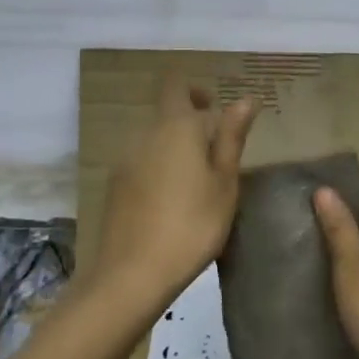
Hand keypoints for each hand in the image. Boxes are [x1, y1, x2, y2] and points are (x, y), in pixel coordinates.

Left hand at [88, 72, 257, 313]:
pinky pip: (141, 162)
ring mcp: (125, 160)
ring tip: (198, 180)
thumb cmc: (193, 225)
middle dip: (190, 122)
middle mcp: (145, 134)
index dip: (196, 90)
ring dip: (175, 146)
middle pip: (166, 113)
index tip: (215, 108)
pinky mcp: (114, 185)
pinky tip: (172, 200)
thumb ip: (232, 137)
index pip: (178, 86)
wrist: (133, 272)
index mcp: (176, 127)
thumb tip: (244, 99)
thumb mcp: (224, 183)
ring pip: (153, 139)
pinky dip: (159, 168)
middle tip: (216, 151)